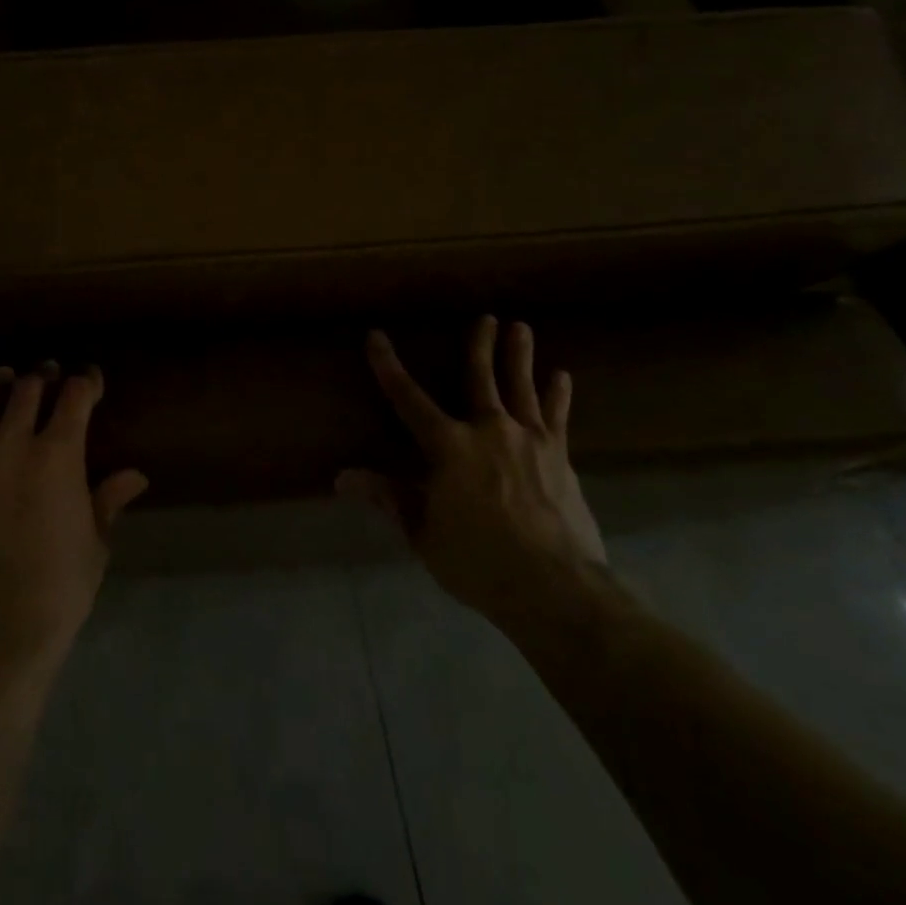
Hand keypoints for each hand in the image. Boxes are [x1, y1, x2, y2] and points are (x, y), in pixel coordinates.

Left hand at [0, 362, 148, 674]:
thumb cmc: (57, 589)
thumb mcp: (94, 544)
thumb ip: (108, 500)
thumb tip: (135, 476)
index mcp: (57, 454)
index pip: (74, 395)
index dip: (86, 381)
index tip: (91, 380)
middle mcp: (11, 445)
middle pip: (26, 389)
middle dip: (43, 377)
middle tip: (51, 377)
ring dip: (0, 389)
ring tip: (8, 385)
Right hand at [338, 316, 606, 633]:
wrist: (555, 587)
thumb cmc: (479, 561)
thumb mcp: (423, 533)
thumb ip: (388, 498)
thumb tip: (342, 478)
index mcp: (449, 446)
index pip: (408, 399)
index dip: (388, 367)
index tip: (376, 337)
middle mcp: (489, 430)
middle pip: (480, 378)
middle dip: (479, 346)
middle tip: (485, 317)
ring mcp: (530, 440)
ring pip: (521, 387)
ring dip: (519, 356)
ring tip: (521, 327)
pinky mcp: (560, 457)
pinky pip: (558, 417)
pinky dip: (558, 395)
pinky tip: (562, 376)